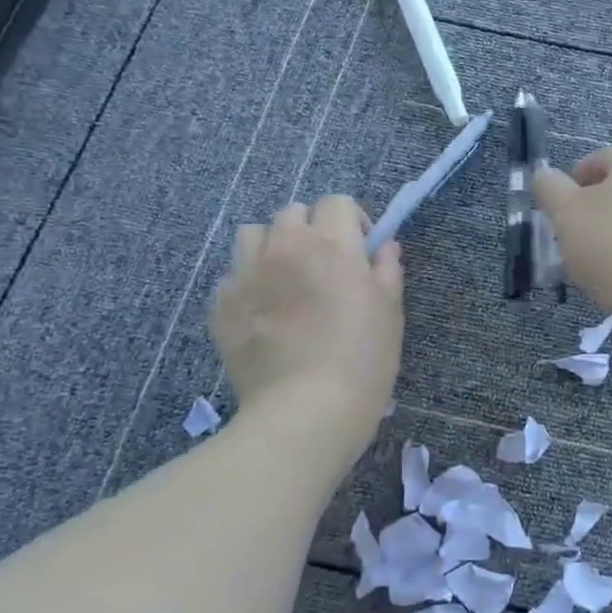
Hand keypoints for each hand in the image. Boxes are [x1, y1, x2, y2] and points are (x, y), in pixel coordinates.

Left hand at [210, 198, 403, 426]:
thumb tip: (384, 247)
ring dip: (272, 247)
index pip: (336, 202)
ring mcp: (245, 275)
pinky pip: (231, 277)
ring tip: (286, 280)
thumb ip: (387, 270)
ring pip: (253, 235)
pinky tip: (264, 313)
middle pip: (292, 213)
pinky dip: (248, 284)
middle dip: (311, 230)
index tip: (361, 249)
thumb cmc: (363, 359)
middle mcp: (284, 248)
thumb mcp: (390, 311)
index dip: (352, 221)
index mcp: (331, 244)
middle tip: (325, 266)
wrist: (307, 410)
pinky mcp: (221, 306)